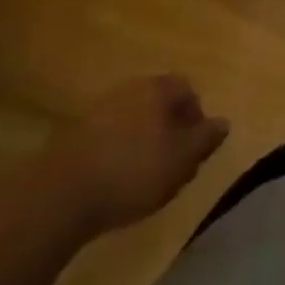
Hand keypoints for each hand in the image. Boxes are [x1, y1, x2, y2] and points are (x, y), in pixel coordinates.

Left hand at [34, 75, 229, 236]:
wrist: (60, 195)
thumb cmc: (133, 172)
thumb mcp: (181, 160)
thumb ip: (205, 139)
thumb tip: (224, 122)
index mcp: (156, 89)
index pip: (187, 89)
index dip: (196, 117)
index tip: (195, 149)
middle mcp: (128, 90)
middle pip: (158, 103)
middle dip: (169, 130)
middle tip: (173, 166)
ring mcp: (97, 110)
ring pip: (132, 120)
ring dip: (142, 143)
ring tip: (143, 178)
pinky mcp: (73, 135)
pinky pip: (107, 137)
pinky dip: (117, 154)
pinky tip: (114, 182)